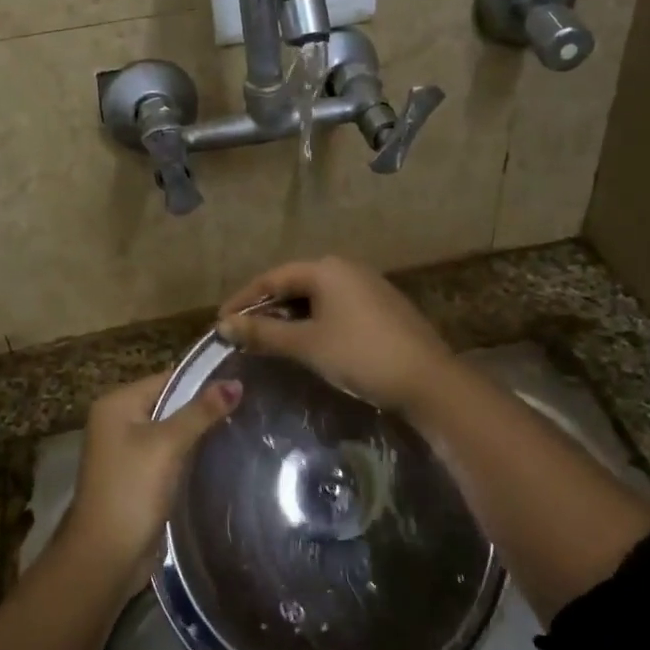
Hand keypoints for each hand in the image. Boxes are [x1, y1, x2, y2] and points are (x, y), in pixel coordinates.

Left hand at [60, 372, 242, 592]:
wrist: (105, 558)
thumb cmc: (132, 490)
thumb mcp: (168, 445)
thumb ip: (201, 412)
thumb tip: (236, 381)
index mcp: (117, 403)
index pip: (168, 378)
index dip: (204, 381)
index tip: (243, 383)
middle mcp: (117, 421)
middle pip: (169, 403)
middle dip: (203, 408)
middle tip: (248, 406)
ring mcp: (125, 451)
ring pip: (171, 431)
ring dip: (199, 433)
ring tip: (242, 427)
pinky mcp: (137, 477)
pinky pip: (168, 455)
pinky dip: (189, 455)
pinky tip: (220, 456)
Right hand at [215, 257, 454, 413]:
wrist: (429, 381)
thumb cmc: (360, 355)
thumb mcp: (307, 345)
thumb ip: (263, 333)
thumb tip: (224, 325)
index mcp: (326, 268)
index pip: (273, 277)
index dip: (244, 300)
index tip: (221, 322)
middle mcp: (346, 268)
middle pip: (294, 283)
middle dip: (266, 308)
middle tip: (242, 333)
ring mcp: (367, 286)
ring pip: (316, 297)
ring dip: (290, 317)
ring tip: (268, 340)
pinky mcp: (381, 307)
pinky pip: (335, 307)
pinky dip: (314, 321)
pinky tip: (307, 343)